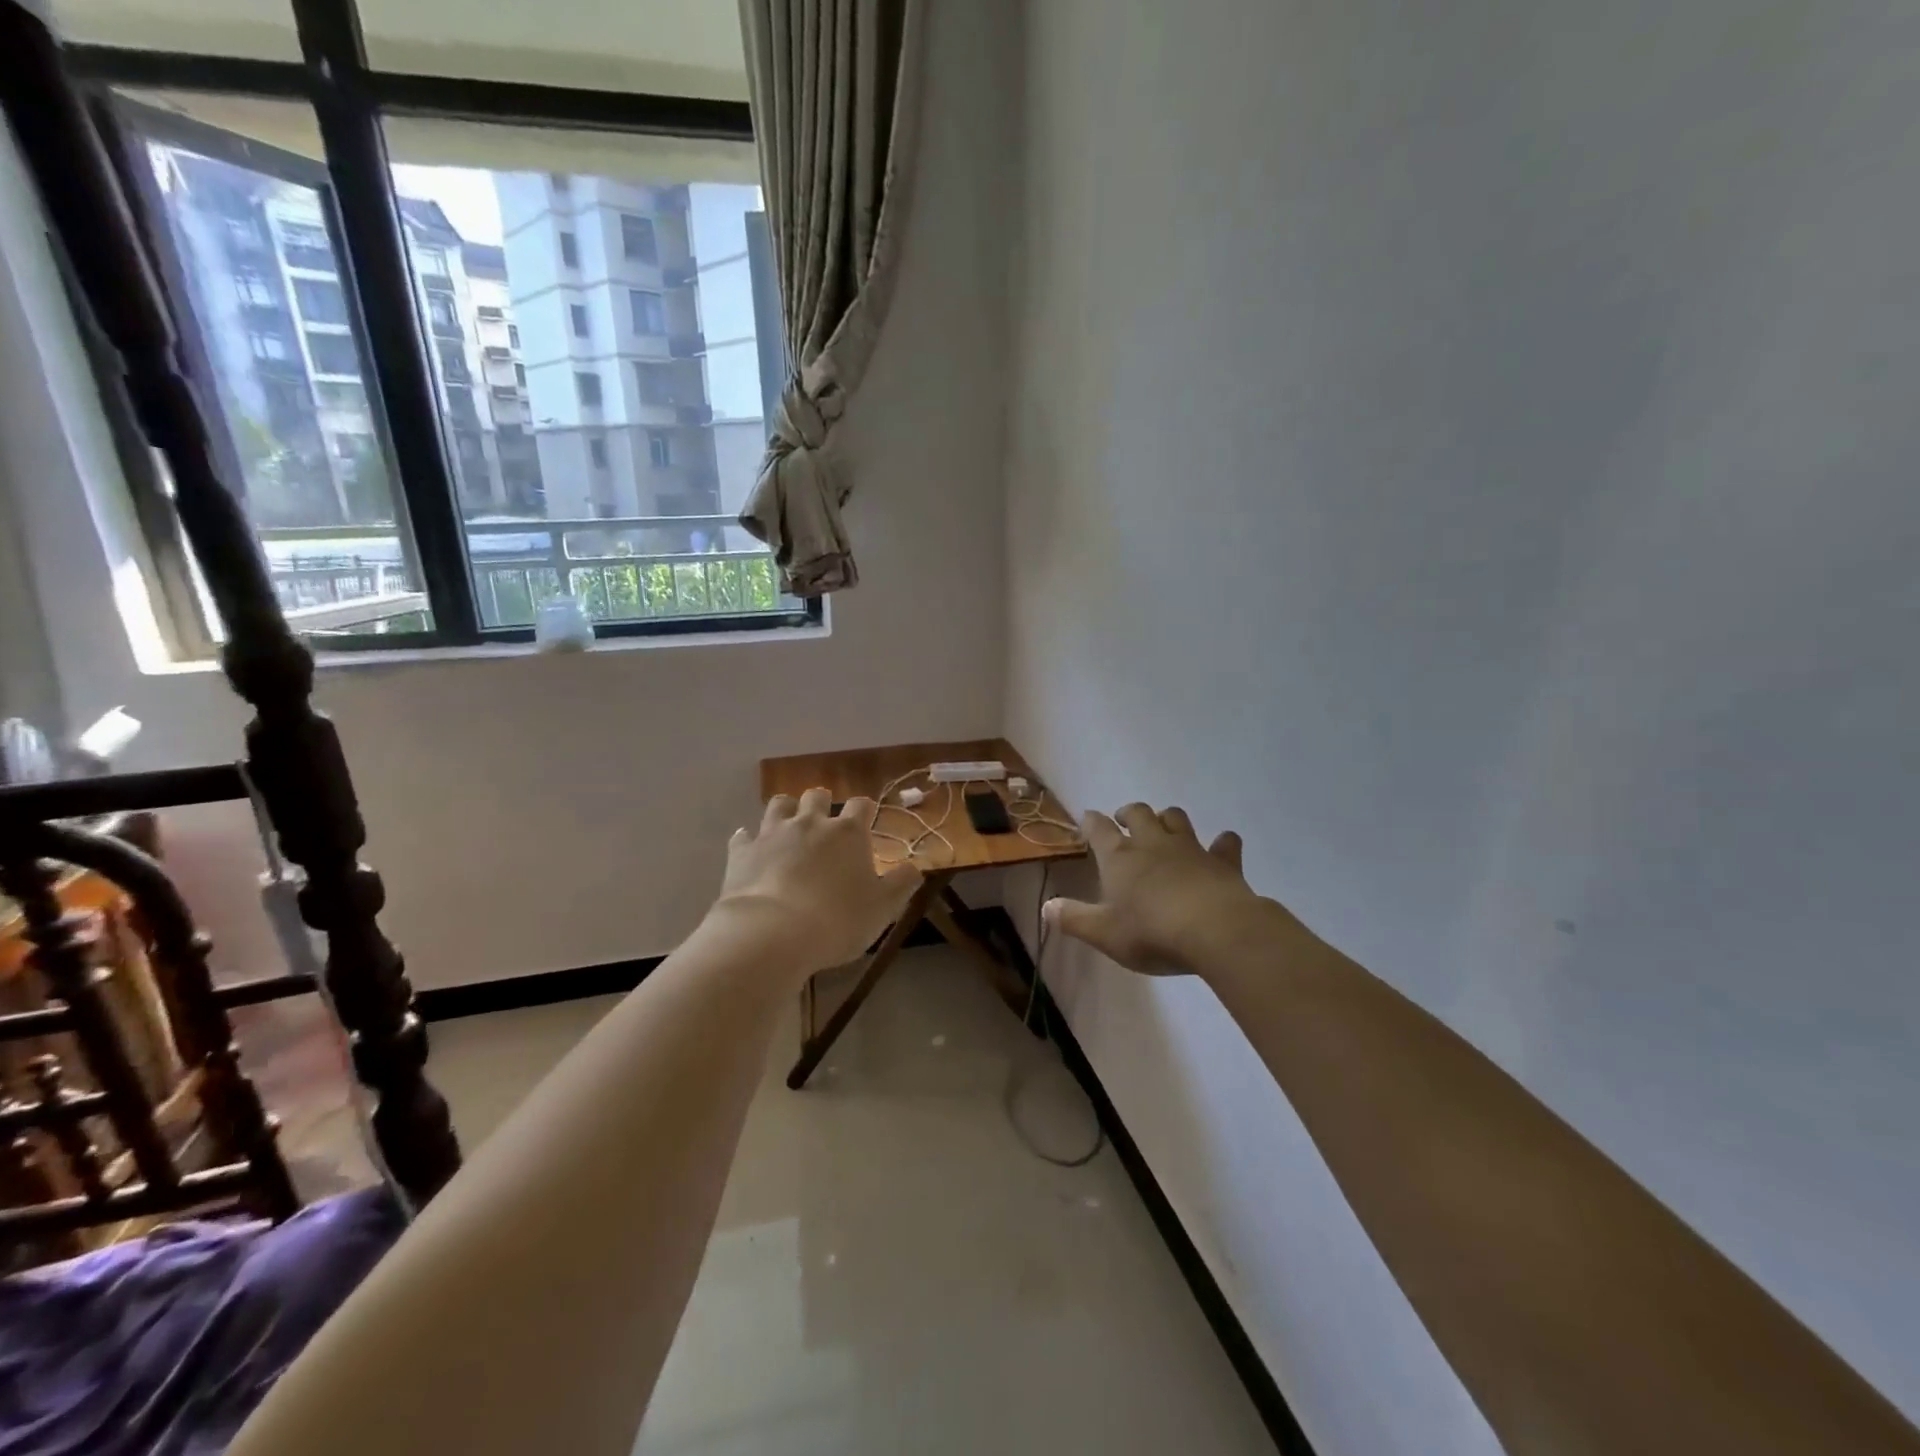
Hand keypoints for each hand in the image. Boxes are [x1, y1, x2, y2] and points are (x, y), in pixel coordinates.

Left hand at [712, 787, 922, 974]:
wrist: (771, 933)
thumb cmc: (837, 921)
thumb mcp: (882, 908)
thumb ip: (901, 884)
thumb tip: (915, 867)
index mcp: (848, 833)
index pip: (862, 806)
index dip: (865, 810)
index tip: (867, 819)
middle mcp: (811, 823)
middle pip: (817, 797)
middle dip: (823, 803)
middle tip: (825, 820)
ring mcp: (773, 833)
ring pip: (779, 804)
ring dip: (786, 810)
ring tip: (789, 824)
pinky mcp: (742, 851)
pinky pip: (743, 835)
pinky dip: (749, 839)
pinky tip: (750, 847)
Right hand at [1046, 804, 1281, 975]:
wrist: (1215, 931)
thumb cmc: (1151, 932)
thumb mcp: (1103, 933)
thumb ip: (1073, 918)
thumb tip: (1046, 906)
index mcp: (1119, 857)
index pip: (1099, 829)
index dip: (1091, 822)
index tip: (1087, 819)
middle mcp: (1153, 843)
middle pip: (1139, 813)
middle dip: (1129, 813)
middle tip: (1124, 820)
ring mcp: (1190, 848)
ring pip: (1176, 818)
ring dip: (1168, 818)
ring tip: (1164, 827)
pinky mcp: (1223, 861)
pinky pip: (1224, 843)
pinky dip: (1222, 843)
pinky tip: (1223, 846)